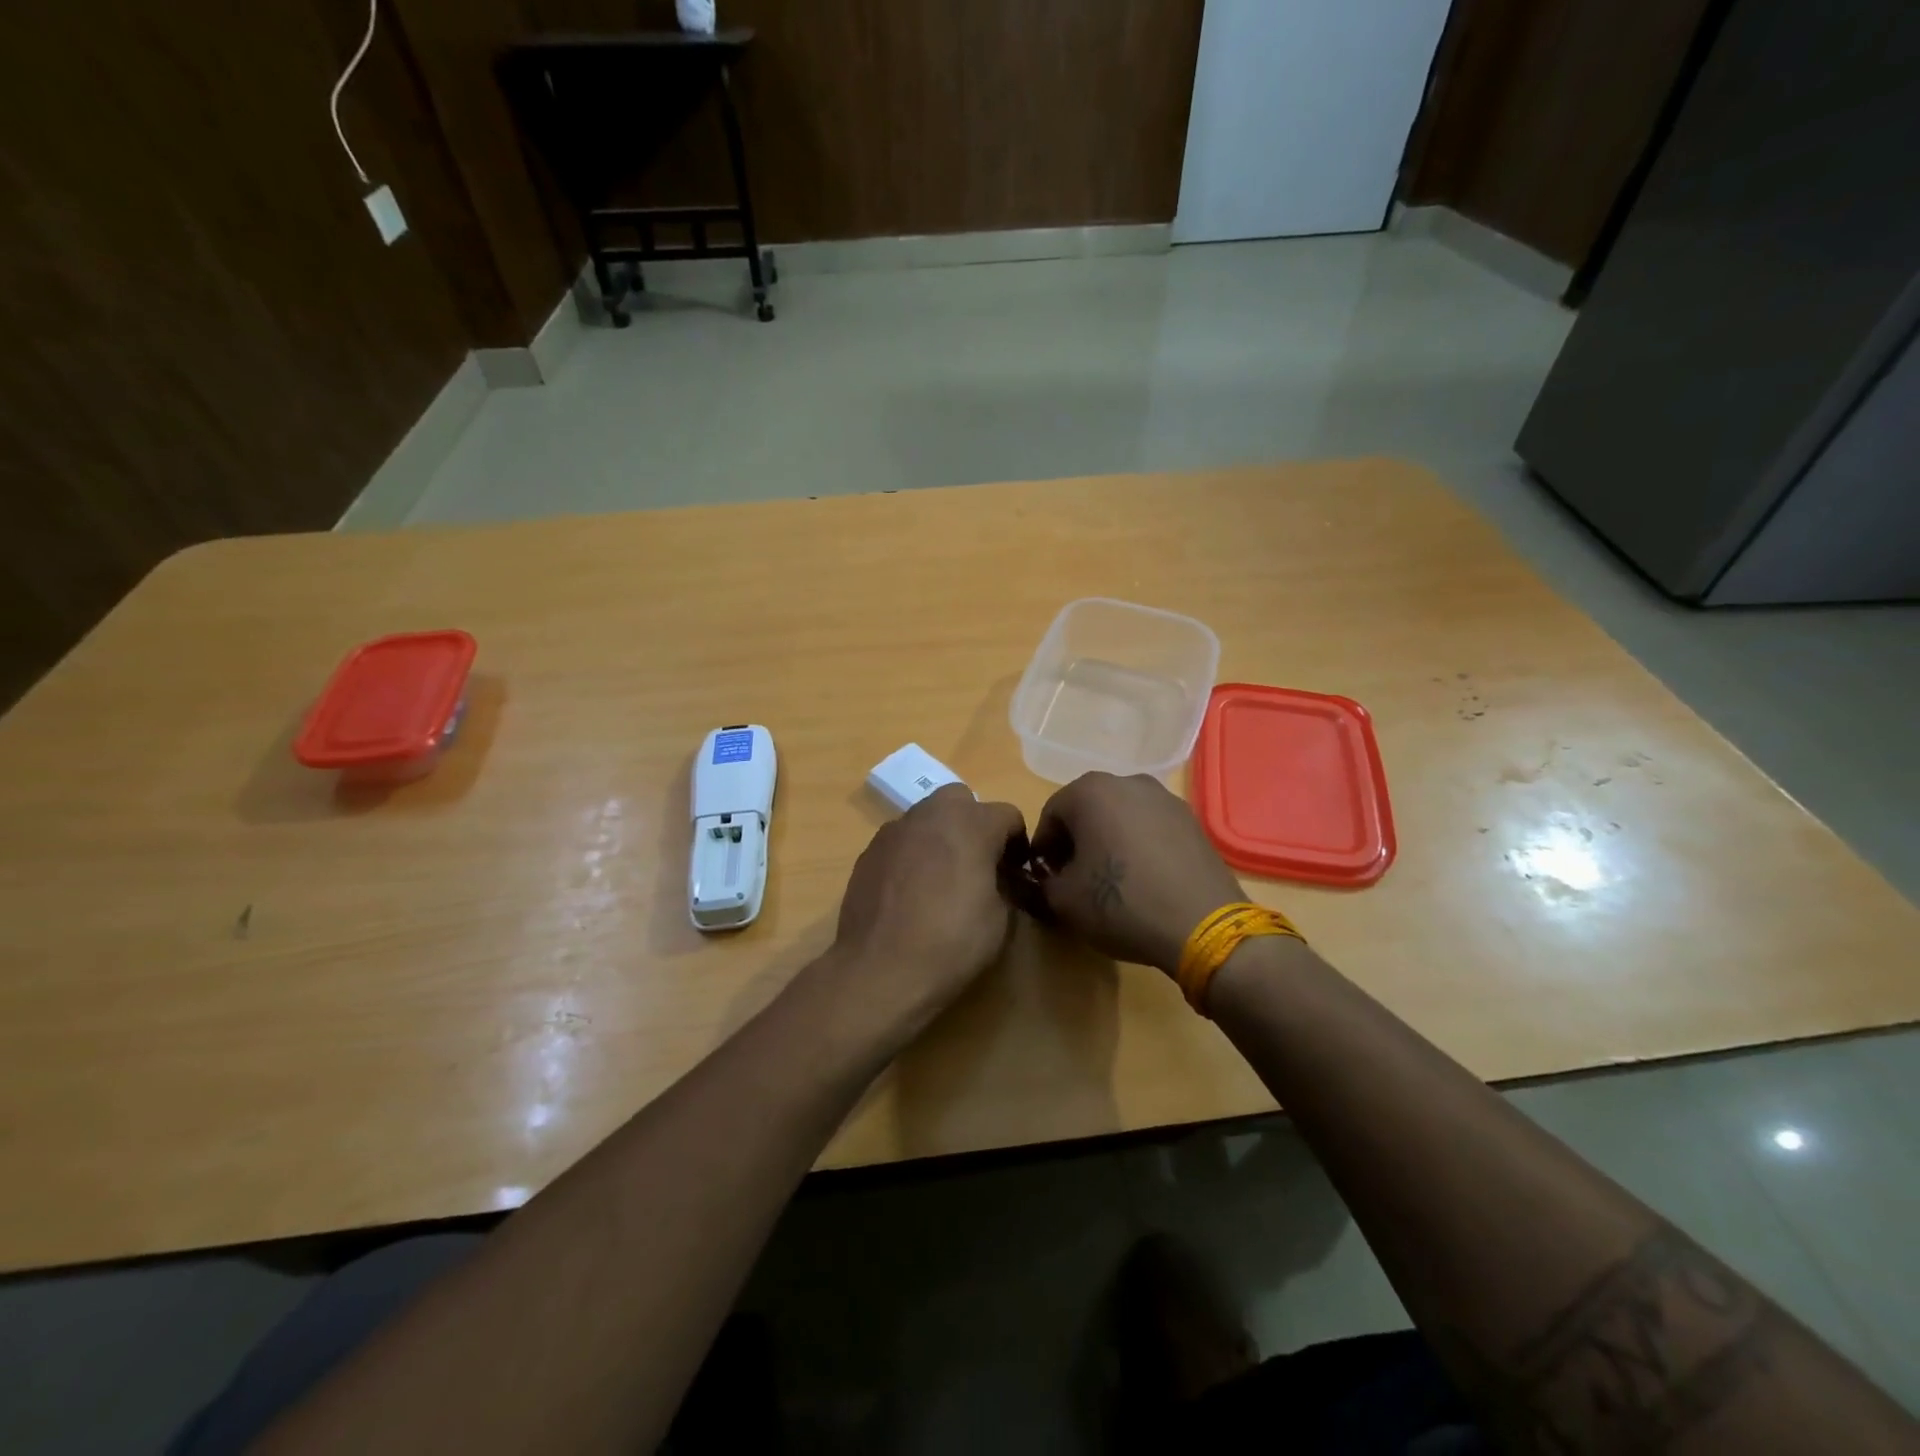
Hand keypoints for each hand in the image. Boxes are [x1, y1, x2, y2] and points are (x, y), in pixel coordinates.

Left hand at [830, 785, 1029, 1029]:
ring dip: (940, 836)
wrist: (879, 969)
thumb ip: (1006, 886)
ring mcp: (895, 830)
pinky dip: (912, 854)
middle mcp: (931, 814)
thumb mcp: (1001, 920)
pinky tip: (910, 892)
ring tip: (941, 879)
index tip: (1017, 874)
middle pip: (961, 800)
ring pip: (927, 818)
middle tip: (978, 863)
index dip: (1018, 844)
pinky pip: (901, 841)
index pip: (1008, 815)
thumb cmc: (951, 942)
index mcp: (971, 824)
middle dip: (974, 824)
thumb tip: (1001, 880)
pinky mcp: (869, 851)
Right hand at [1031, 772, 1244, 974]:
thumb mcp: (1063, 900)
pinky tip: (1144, 880)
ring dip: (1109, 841)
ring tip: (1113, 880)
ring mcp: (1165, 798)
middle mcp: (1128, 781)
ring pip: (1121, 817)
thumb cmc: (1121, 903)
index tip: (1047, 878)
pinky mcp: (1192, 820)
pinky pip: (1151, 828)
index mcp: (1089, 791)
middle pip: (1088, 810)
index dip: (1044, 849)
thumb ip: (1043, 881)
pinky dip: (1140, 846)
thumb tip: (1050, 877)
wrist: (1201, 925)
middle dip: (1077, 841)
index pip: (1051, 815)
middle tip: (1076, 879)